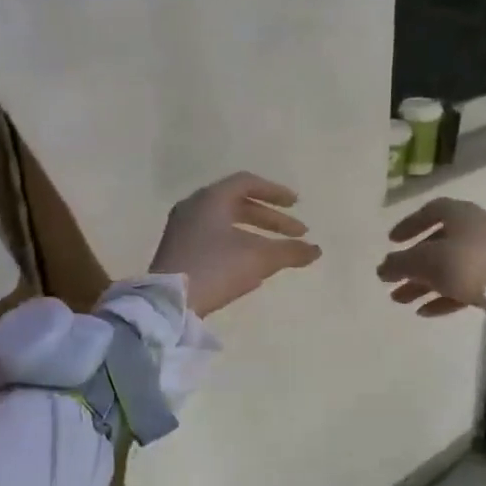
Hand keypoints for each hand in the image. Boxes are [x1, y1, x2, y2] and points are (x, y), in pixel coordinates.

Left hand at [149, 172, 321, 316]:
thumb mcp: (259, 259)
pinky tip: (251, 266)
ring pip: (226, 222)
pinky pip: (214, 237)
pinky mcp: (178, 250)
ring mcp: (182, 229)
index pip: (247, 183)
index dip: (275, 192)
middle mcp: (194, 207)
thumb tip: (316, 250)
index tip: (296, 205)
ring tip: (278, 251)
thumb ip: (290, 251)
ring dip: (256, 233)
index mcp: (211, 198)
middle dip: (270, 219)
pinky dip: (237, 243)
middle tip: (297, 233)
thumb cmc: (216, 268)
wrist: (169, 302)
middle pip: (238, 203)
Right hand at [377, 198, 485, 316]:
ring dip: (422, 283)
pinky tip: (424, 312)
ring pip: (448, 267)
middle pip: (437, 244)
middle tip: (391, 279)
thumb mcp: (425, 261)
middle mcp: (476, 230)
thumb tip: (382, 268)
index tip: (391, 242)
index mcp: (461, 214)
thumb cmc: (464, 264)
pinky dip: (443, 295)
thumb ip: (400, 263)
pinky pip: (463, 284)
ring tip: (399, 300)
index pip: (431, 211)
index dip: (409, 224)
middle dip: (412, 264)